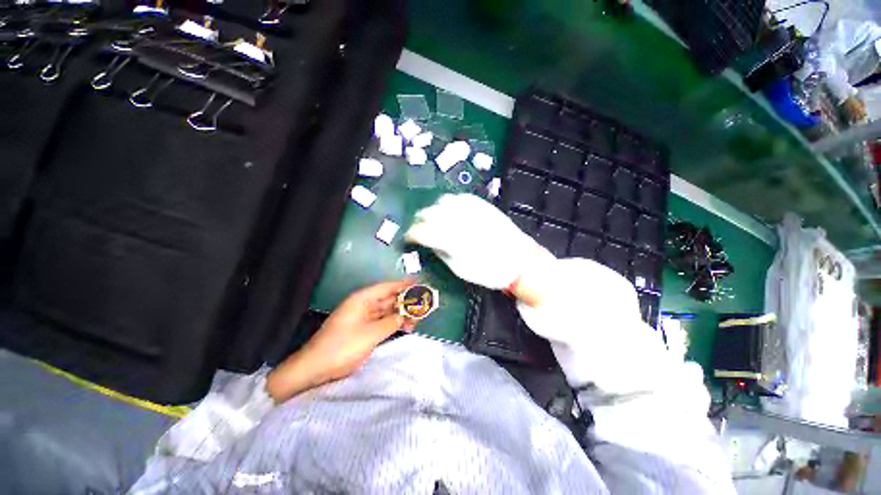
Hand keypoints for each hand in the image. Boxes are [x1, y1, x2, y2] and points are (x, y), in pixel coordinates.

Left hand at [266, 279, 414, 401]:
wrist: (316, 367)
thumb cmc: (343, 346)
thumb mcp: (371, 334)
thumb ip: (391, 322)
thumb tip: (404, 316)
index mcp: (363, 299)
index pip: (387, 287)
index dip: (404, 284)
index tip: (419, 282)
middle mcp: (364, 305)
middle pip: (389, 298)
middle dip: (406, 301)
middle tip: (423, 303)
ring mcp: (363, 317)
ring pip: (387, 311)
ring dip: (401, 314)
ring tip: (418, 319)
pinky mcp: (363, 329)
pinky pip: (382, 321)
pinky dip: (394, 323)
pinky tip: (405, 327)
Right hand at [405, 194, 553, 302]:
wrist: (520, 262)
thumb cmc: (489, 272)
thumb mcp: (460, 269)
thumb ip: (440, 252)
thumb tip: (428, 242)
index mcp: (452, 239)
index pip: (422, 231)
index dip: (411, 234)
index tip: (408, 238)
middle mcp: (459, 220)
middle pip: (430, 213)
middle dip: (420, 221)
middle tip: (420, 229)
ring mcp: (472, 209)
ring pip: (443, 201)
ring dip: (434, 210)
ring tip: (434, 219)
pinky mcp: (482, 204)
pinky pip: (460, 197)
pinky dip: (450, 203)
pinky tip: (450, 211)